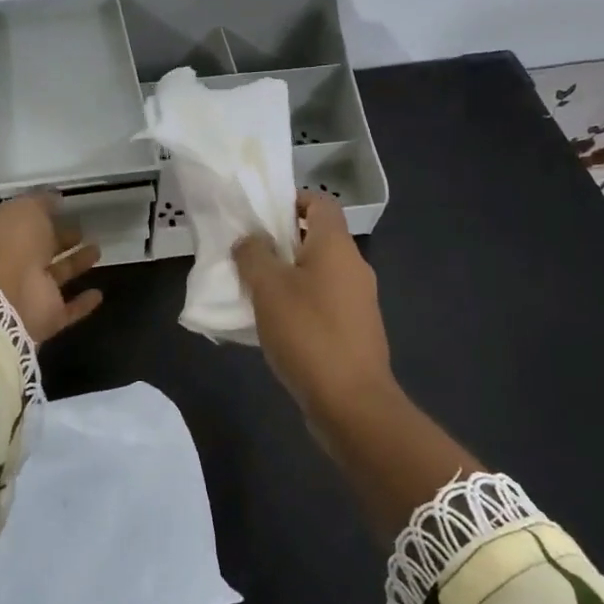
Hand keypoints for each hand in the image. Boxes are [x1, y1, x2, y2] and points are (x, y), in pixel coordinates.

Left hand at [0, 192, 102, 344]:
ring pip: (56, 274)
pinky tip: (98, 294)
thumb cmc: (12, 242)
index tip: (60, 206)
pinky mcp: (46, 316)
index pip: (17, 221)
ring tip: (97, 249)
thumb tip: (54, 199)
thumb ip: (41, 202)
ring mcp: (27, 291)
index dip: (37, 213)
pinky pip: (67, 308)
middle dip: (59, 238)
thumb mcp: (26, 208)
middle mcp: (10, 262)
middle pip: (38, 248)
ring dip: (75, 263)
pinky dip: (82, 303)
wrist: (8, 297)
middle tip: (82, 228)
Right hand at [233, 192, 396, 421]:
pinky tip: (272, 324)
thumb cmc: (308, 333)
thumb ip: (254, 255)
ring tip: (252, 290)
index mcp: (336, 247)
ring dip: (286, 276)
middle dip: (280, 242)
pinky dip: (298, 303)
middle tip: (245, 254)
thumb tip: (249, 239)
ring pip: (317, 273)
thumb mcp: (268, 289)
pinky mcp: (354, 331)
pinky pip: (321, 302)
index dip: (292, 200)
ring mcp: (357, 301)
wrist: (351, 403)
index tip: (260, 214)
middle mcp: (353, 267)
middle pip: (317, 238)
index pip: (320, 202)